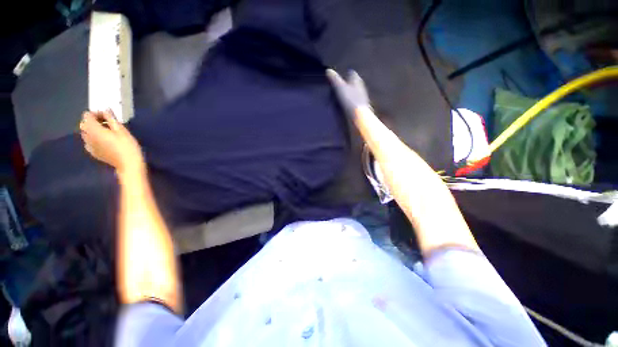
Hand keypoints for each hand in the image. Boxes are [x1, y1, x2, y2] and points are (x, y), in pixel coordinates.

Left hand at [79, 110, 144, 174]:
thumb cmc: (127, 146)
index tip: (107, 116)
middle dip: (93, 121)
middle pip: (84, 124)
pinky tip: (103, 141)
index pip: (87, 116)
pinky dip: (93, 139)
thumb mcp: (122, 130)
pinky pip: (88, 142)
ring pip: (85, 133)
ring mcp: (89, 146)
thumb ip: (111, 119)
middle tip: (106, 123)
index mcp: (94, 129)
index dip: (96, 113)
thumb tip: (106, 111)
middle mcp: (87, 137)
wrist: (128, 164)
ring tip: (106, 132)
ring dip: (92, 130)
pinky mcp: (93, 152)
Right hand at [326, 69, 370, 117]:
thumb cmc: (350, 100)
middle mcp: (361, 88)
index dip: (347, 74)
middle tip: (343, 85)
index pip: (352, 74)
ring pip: (356, 93)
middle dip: (350, 84)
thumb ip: (334, 79)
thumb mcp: (340, 88)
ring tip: (344, 95)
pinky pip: (355, 103)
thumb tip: (328, 70)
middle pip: (355, 83)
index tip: (343, 75)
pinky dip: (352, 102)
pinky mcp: (360, 108)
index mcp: (356, 81)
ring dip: (351, 93)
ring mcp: (362, 99)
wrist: (359, 116)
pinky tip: (348, 106)